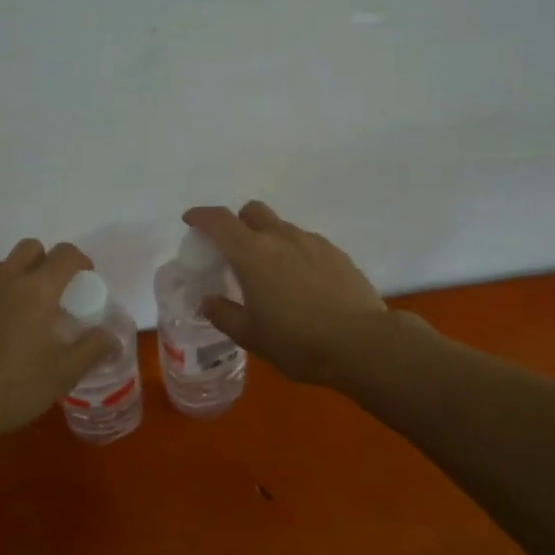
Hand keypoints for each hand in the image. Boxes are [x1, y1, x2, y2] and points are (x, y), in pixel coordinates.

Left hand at [0, 240, 118, 442]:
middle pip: (29, 248)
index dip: (80, 261)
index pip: (65, 254)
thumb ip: (92, 349)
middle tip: (51, 294)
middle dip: (45, 261)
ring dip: (15, 282)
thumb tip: (110, 335)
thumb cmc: (12, 388)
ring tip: (18, 320)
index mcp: (37, 290)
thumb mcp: (63, 375)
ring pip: (0, 270)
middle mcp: (4, 281)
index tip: (85, 279)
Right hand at [182, 201, 390, 384]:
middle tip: (235, 252)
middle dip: (238, 223)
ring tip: (273, 275)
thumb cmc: (298, 342)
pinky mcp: (336, 252)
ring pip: (281, 227)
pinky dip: (295, 253)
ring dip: (269, 240)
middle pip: (252, 211)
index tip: (191, 220)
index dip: (201, 216)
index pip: (218, 221)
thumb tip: (207, 301)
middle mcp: (280, 237)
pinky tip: (303, 284)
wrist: (362, 343)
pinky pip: (306, 243)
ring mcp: (312, 242)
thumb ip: (224, 314)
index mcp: (252, 254)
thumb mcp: (252, 336)